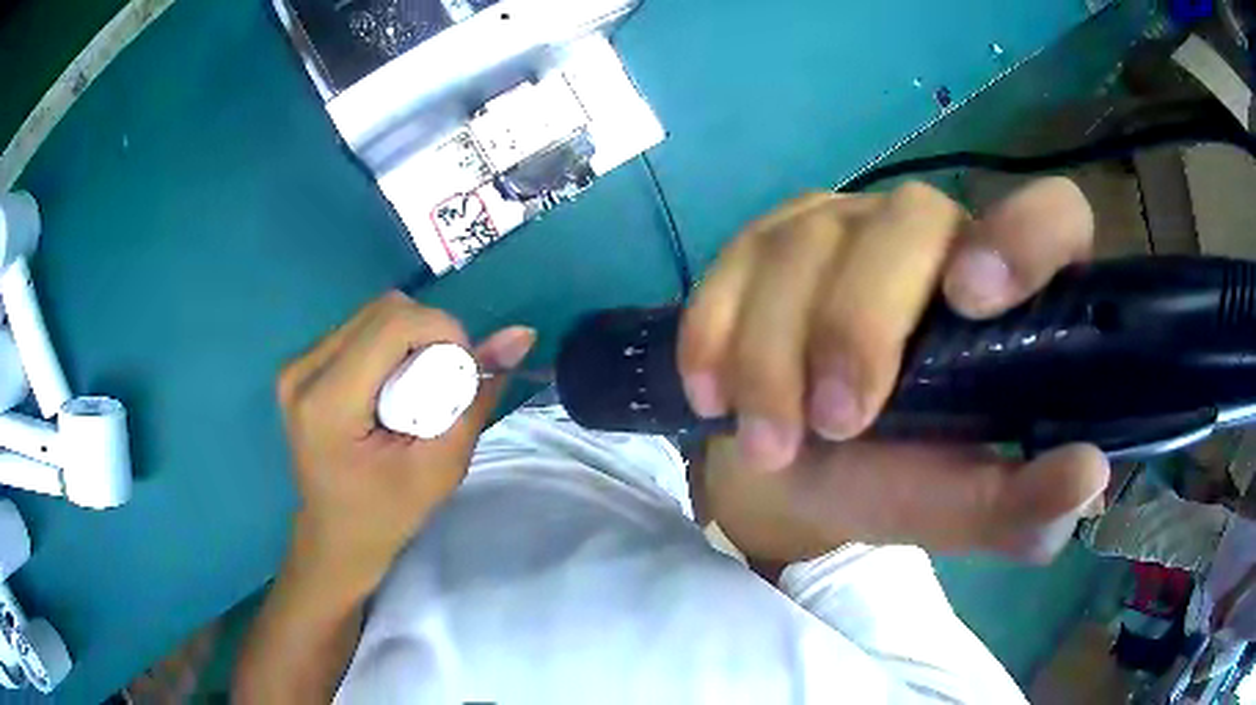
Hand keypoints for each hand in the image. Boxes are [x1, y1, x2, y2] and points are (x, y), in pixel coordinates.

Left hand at [277, 292, 535, 588]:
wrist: (336, 536)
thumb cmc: (387, 514)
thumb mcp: (441, 466)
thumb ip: (477, 398)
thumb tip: (520, 335)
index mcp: (327, 403)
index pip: (393, 325)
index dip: (443, 331)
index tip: (465, 371)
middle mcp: (302, 371)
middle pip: (384, 311)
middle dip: (430, 336)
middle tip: (443, 386)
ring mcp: (297, 364)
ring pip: (374, 314)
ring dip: (411, 340)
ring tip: (417, 391)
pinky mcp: (302, 363)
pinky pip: (360, 328)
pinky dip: (392, 346)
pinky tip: (393, 388)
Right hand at [681, 179, 1109, 561]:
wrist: (801, 464)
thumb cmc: (901, 480)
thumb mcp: (966, 509)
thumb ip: (1024, 505)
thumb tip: (1087, 474)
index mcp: (1013, 294)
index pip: (1053, 214)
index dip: (1023, 234)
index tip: (969, 299)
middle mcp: (938, 235)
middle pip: (909, 219)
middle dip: (860, 326)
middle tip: (833, 425)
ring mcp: (849, 225)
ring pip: (809, 243)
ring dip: (774, 353)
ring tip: (768, 443)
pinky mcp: (772, 238)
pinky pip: (736, 260)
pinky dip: (717, 331)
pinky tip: (713, 394)